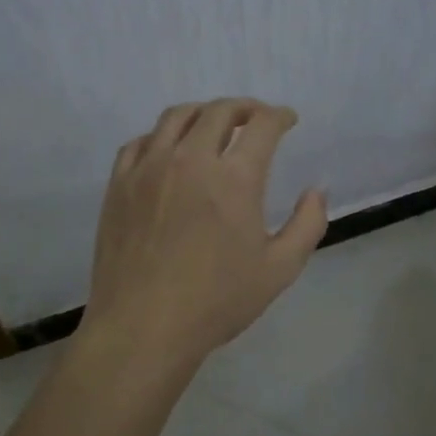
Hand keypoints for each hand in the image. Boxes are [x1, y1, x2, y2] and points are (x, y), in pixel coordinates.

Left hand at [76, 98, 327, 381]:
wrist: (143, 327)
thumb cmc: (217, 301)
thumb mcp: (280, 269)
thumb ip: (307, 224)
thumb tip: (316, 191)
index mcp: (234, 178)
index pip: (262, 125)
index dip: (280, 116)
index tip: (288, 120)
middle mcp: (191, 159)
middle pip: (219, 111)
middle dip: (245, 108)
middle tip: (256, 118)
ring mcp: (149, 168)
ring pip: (177, 117)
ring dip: (203, 113)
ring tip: (214, 126)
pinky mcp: (120, 183)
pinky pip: (141, 142)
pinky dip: (162, 136)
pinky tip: (169, 151)